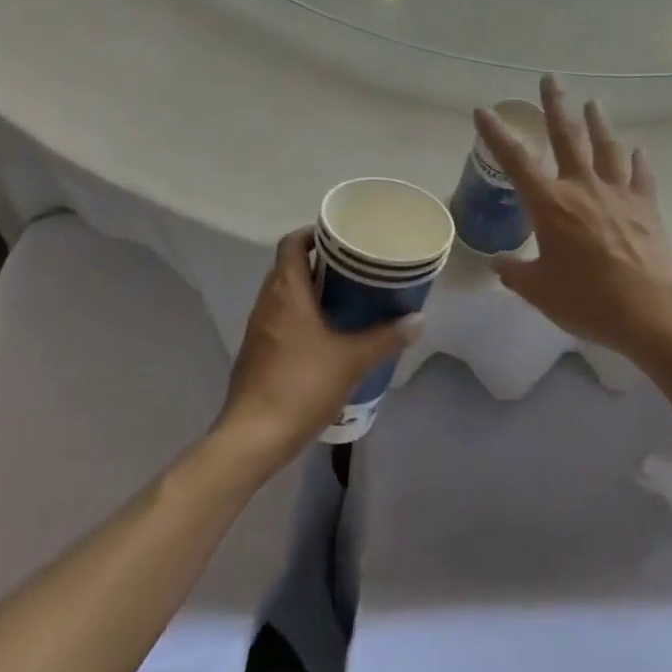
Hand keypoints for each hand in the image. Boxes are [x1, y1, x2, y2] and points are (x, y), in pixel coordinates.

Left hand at [216, 228, 421, 461]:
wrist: (253, 438)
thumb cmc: (302, 385)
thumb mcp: (353, 360)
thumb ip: (387, 337)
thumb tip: (418, 320)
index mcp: (286, 292)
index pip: (292, 243)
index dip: (313, 233)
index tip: (341, 238)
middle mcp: (267, 303)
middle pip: (289, 267)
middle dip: (319, 263)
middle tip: (354, 267)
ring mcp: (258, 330)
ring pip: (284, 295)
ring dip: (310, 291)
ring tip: (345, 298)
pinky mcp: (256, 354)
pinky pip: (279, 319)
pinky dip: (301, 316)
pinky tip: (326, 335)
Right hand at [475, 76, 671, 360]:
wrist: (650, 308)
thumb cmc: (587, 299)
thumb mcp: (539, 291)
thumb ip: (516, 273)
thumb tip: (498, 264)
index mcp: (550, 204)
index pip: (516, 161)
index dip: (496, 134)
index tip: (483, 109)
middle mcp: (582, 188)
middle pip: (567, 137)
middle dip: (556, 106)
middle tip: (551, 78)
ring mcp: (618, 193)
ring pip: (606, 148)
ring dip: (598, 123)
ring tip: (594, 103)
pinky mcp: (646, 206)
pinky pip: (641, 175)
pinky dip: (639, 161)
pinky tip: (640, 150)